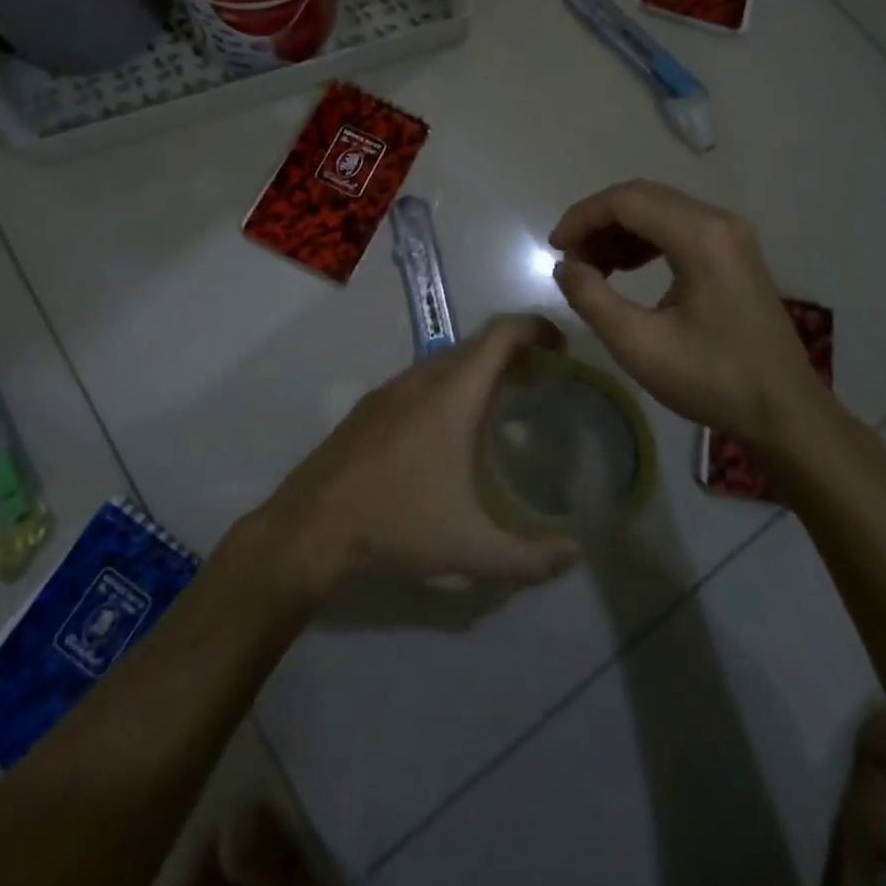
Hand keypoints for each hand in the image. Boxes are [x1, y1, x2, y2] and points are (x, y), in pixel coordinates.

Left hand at [254, 316, 581, 594]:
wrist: (311, 525)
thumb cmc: (398, 525)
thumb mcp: (472, 549)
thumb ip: (531, 558)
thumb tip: (573, 555)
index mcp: (454, 393)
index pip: (502, 334)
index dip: (536, 327)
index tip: (561, 346)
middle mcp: (423, 377)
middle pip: (477, 343)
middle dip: (514, 350)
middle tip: (541, 379)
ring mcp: (391, 389)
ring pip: (446, 360)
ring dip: (479, 368)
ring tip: (502, 402)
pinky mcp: (370, 406)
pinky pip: (421, 378)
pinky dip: (449, 384)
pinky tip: (449, 429)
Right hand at [549, 180, 840, 461]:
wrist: (784, 411)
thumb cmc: (712, 378)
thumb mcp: (638, 344)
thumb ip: (591, 298)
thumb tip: (565, 267)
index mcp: (700, 236)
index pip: (626, 200)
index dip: (582, 217)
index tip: (555, 249)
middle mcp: (719, 222)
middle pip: (643, 198)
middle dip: (598, 221)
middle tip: (570, 258)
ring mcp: (731, 236)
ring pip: (659, 211)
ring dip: (619, 231)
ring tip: (591, 268)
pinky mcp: (734, 253)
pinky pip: (678, 228)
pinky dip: (643, 241)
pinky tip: (623, 269)